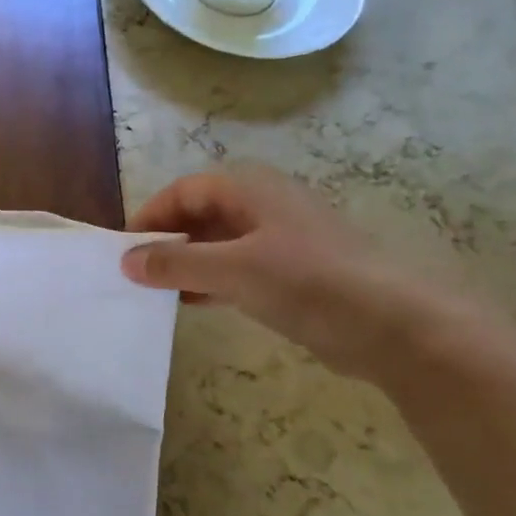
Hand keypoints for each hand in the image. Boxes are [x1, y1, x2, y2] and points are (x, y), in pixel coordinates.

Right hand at [122, 166, 451, 377]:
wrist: (392, 325)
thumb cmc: (307, 281)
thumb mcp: (232, 269)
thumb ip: (175, 264)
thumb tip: (126, 261)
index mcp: (250, 190)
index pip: (184, 192)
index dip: (150, 217)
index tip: (123, 251)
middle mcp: (263, 207)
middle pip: (199, 215)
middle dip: (165, 242)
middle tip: (135, 275)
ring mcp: (278, 241)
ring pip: (216, 244)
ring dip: (185, 265)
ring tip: (155, 292)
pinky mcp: (289, 274)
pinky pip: (236, 270)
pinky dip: (209, 282)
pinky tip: (190, 304)